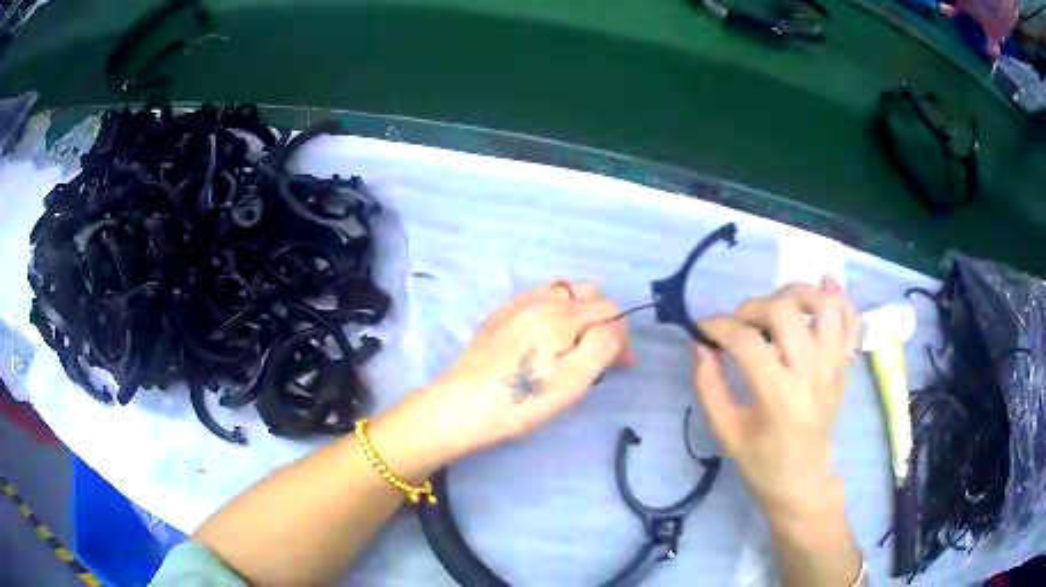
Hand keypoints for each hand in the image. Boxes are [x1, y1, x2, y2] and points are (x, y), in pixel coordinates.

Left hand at [413, 281, 633, 462]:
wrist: (462, 406)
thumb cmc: (523, 400)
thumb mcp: (574, 379)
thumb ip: (604, 344)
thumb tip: (617, 327)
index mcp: (563, 313)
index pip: (611, 311)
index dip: (622, 337)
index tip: (620, 366)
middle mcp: (542, 299)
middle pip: (590, 295)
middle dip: (604, 321)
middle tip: (600, 357)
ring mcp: (518, 304)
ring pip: (565, 293)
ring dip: (581, 313)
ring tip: (574, 346)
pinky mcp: (501, 315)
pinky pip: (540, 299)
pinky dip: (556, 311)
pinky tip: (547, 339)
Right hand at [691, 276, 858, 519]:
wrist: (803, 482)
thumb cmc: (761, 463)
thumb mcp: (726, 431)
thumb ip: (709, 386)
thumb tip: (698, 345)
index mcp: (778, 395)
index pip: (746, 340)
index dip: (718, 326)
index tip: (702, 328)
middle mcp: (811, 372)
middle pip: (784, 311)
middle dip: (752, 307)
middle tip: (738, 324)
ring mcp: (833, 366)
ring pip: (824, 305)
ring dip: (796, 294)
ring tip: (776, 306)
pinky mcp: (844, 366)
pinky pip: (851, 321)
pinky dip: (840, 297)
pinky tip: (825, 284)